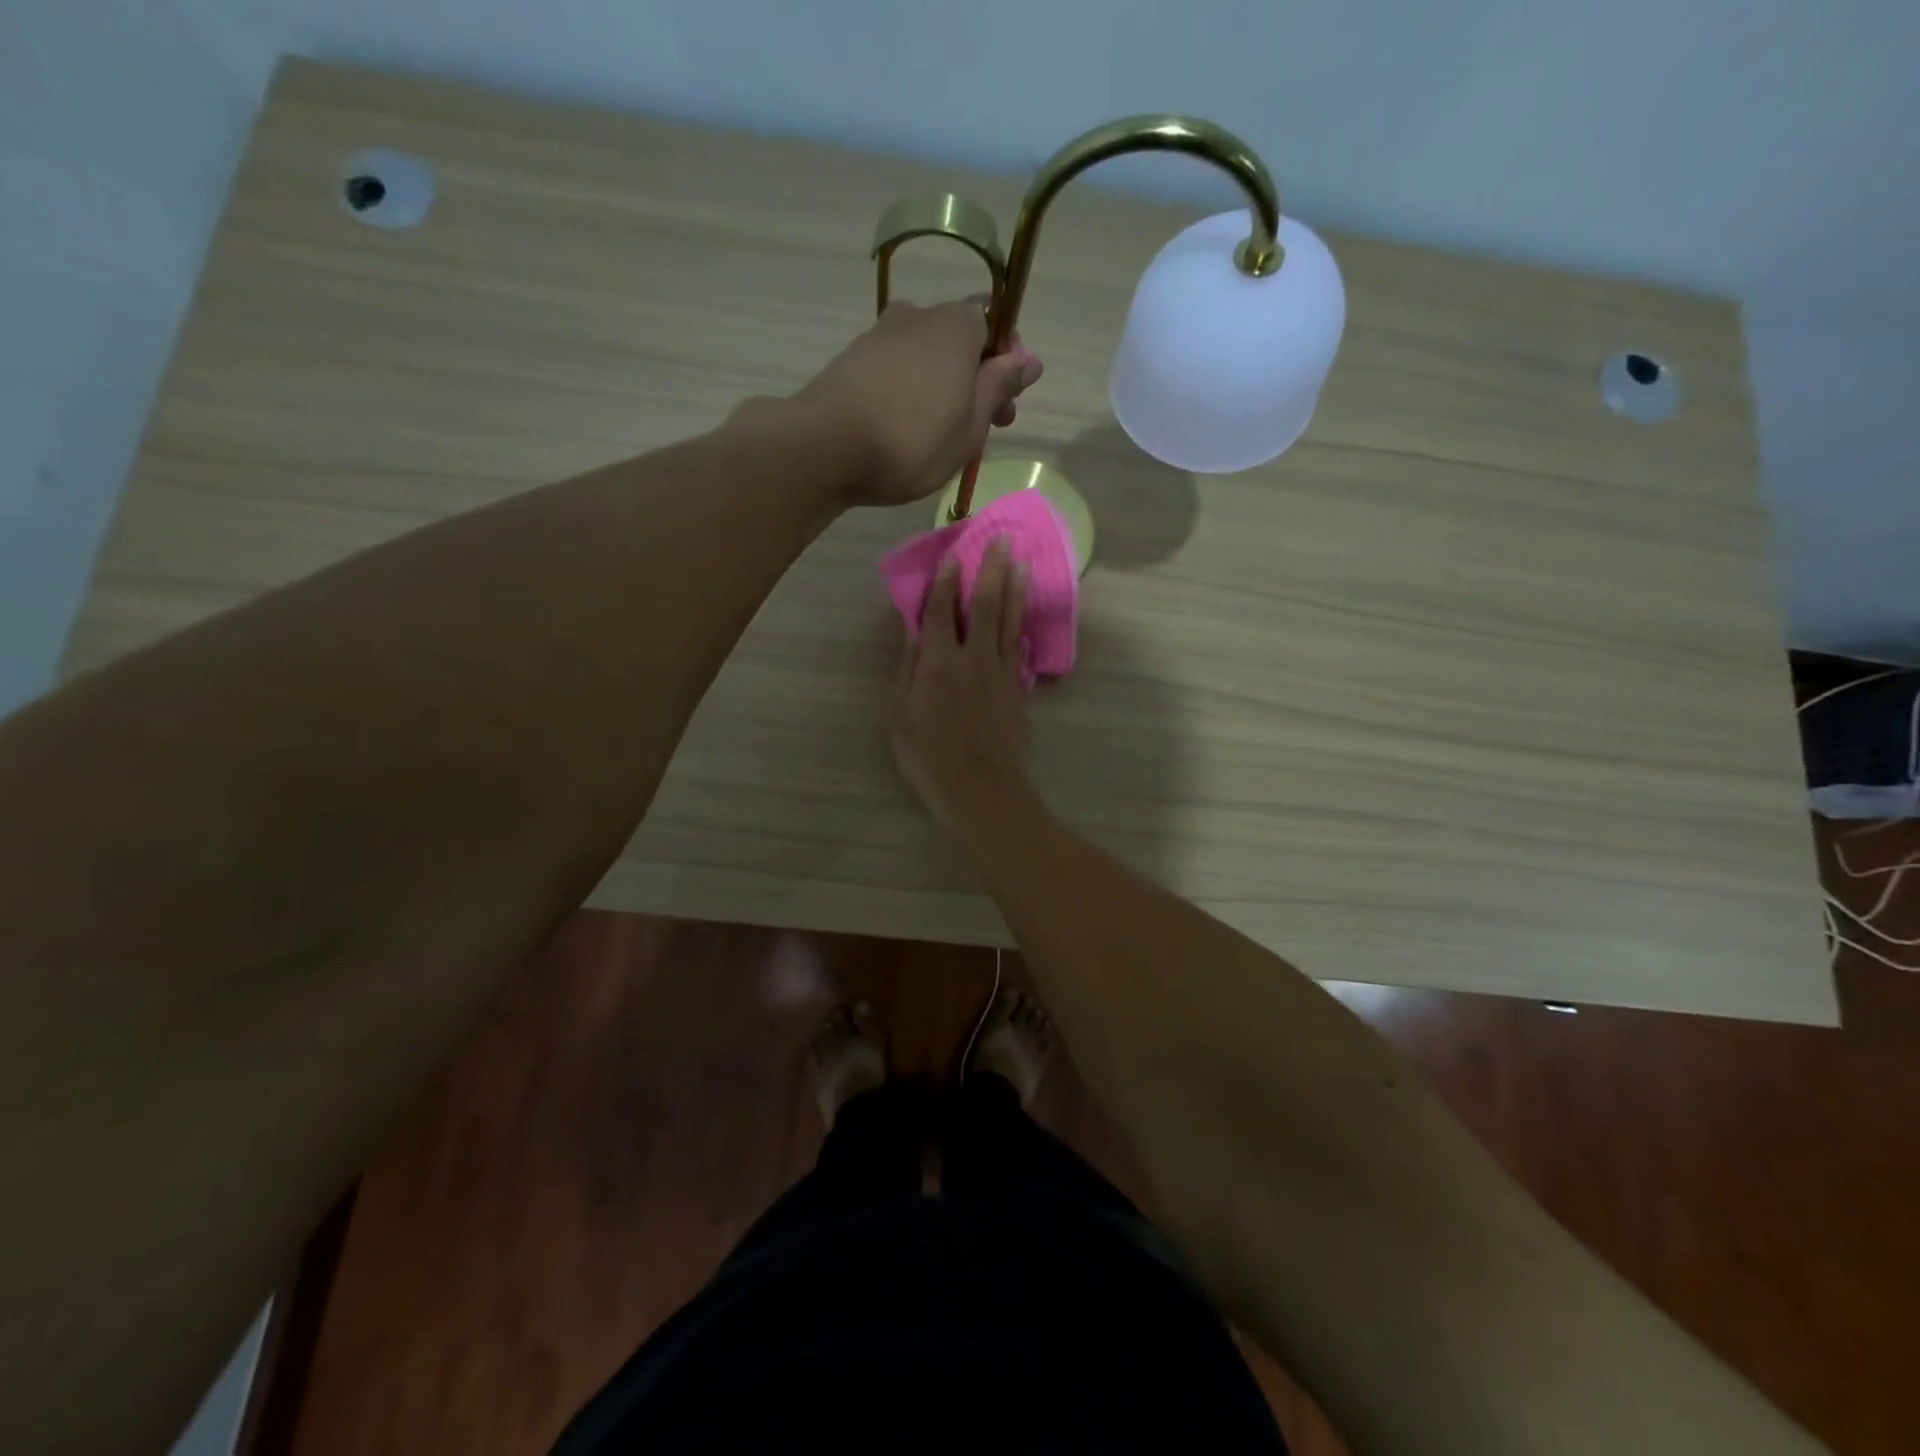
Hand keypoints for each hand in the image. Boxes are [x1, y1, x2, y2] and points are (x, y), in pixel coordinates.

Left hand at [797, 299, 1041, 506]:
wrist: (824, 447)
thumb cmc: (913, 441)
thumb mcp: (971, 425)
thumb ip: (999, 388)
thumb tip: (1029, 359)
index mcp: (957, 324)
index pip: (996, 327)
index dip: (1007, 366)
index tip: (1006, 408)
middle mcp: (919, 315)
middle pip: (960, 341)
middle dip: (976, 381)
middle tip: (980, 431)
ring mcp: (880, 334)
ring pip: (927, 356)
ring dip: (943, 388)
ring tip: (940, 437)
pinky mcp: (852, 358)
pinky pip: (897, 370)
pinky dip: (910, 392)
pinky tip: (905, 429)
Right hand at [892, 537, 1033, 827]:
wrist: (981, 788)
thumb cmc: (929, 756)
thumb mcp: (901, 715)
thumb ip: (909, 669)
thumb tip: (915, 633)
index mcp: (939, 662)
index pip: (940, 611)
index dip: (944, 582)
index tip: (952, 556)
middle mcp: (973, 657)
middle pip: (985, 604)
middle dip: (992, 569)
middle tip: (1002, 540)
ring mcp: (1001, 672)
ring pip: (1009, 620)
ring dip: (1014, 589)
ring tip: (1020, 563)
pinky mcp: (1018, 689)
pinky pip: (1017, 647)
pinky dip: (1019, 625)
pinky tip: (1021, 614)